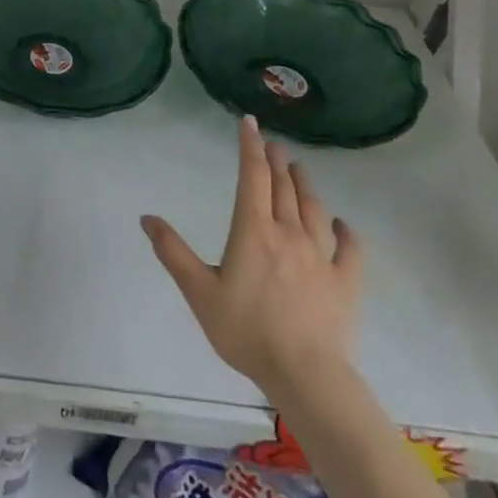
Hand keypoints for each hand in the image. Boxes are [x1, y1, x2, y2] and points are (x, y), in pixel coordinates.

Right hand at [141, 116, 362, 396]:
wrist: (304, 374)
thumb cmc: (245, 330)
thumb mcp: (198, 291)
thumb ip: (173, 252)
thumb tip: (147, 218)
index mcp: (253, 231)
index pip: (252, 177)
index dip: (250, 147)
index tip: (249, 123)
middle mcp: (289, 233)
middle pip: (283, 187)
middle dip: (276, 161)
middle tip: (273, 143)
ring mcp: (321, 257)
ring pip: (314, 209)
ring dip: (305, 185)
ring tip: (299, 168)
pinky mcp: (345, 282)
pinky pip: (349, 249)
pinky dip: (345, 231)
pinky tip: (342, 223)